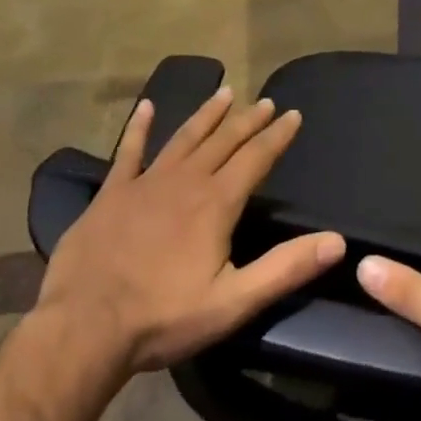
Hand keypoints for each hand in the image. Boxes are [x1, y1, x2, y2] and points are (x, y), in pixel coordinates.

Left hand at [36, 88, 345, 373]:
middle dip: (248, 120)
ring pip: (185, 137)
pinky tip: (147, 106)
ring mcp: (146, 182)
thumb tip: (337, 240)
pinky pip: (129, 151)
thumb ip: (285, 268)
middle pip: (224, 141)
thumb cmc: (163, 317)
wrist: (84, 327)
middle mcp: (186, 180)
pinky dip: (140, 127)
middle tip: (265, 100)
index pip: (256, 158)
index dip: (277, 136)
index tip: (293, 114)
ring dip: (207, 114)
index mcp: (216, 203)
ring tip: (224, 93)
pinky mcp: (112, 192)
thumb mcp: (233, 301)